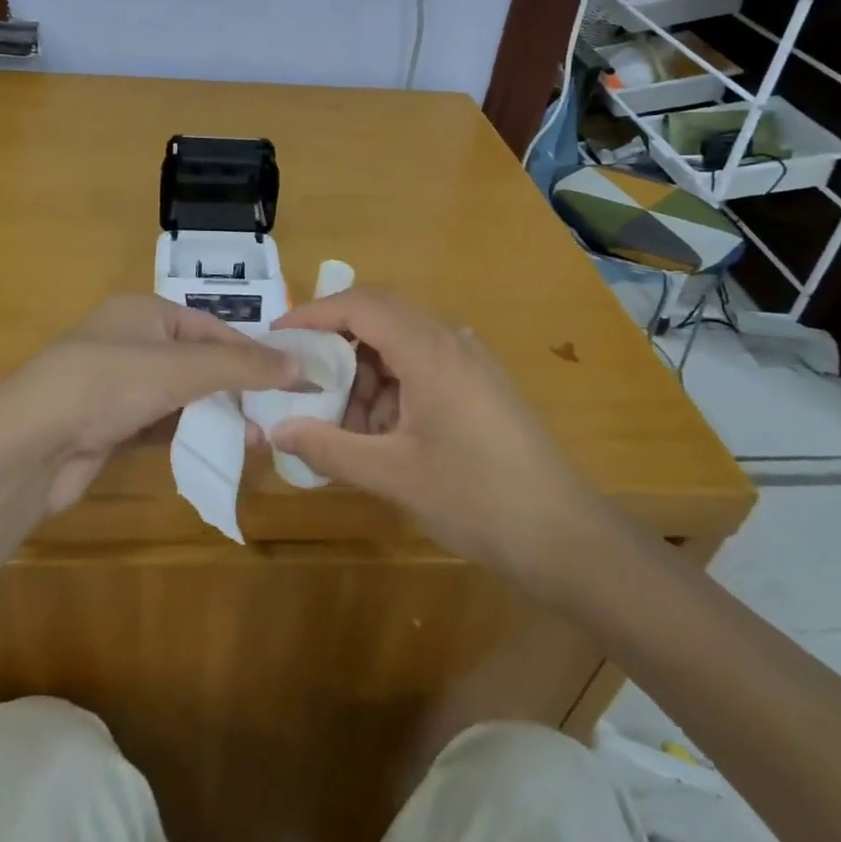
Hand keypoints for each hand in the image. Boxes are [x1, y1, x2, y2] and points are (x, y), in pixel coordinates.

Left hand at [0, 295, 299, 513]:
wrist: (27, 447)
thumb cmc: (106, 385)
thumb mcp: (178, 368)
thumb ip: (238, 367)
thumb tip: (299, 366)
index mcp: (144, 312)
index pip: (212, 329)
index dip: (254, 354)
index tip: (294, 379)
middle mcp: (132, 342)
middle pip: (199, 362)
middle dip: (237, 388)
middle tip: (277, 414)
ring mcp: (119, 385)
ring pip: (182, 396)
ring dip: (217, 414)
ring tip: (257, 438)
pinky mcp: (111, 425)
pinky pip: (162, 424)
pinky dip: (190, 434)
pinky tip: (219, 448)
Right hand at [270, 290, 605, 582]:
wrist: (563, 535)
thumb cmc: (474, 498)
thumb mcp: (391, 475)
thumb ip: (328, 447)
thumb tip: (277, 430)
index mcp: (429, 350)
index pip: (360, 306)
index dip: (314, 313)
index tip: (278, 335)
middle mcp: (451, 342)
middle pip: (380, 318)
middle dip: (336, 345)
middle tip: (303, 378)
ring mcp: (470, 362)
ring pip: (400, 346)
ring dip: (365, 375)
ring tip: (344, 425)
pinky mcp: (480, 385)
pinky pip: (422, 367)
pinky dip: (392, 389)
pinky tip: (382, 434)